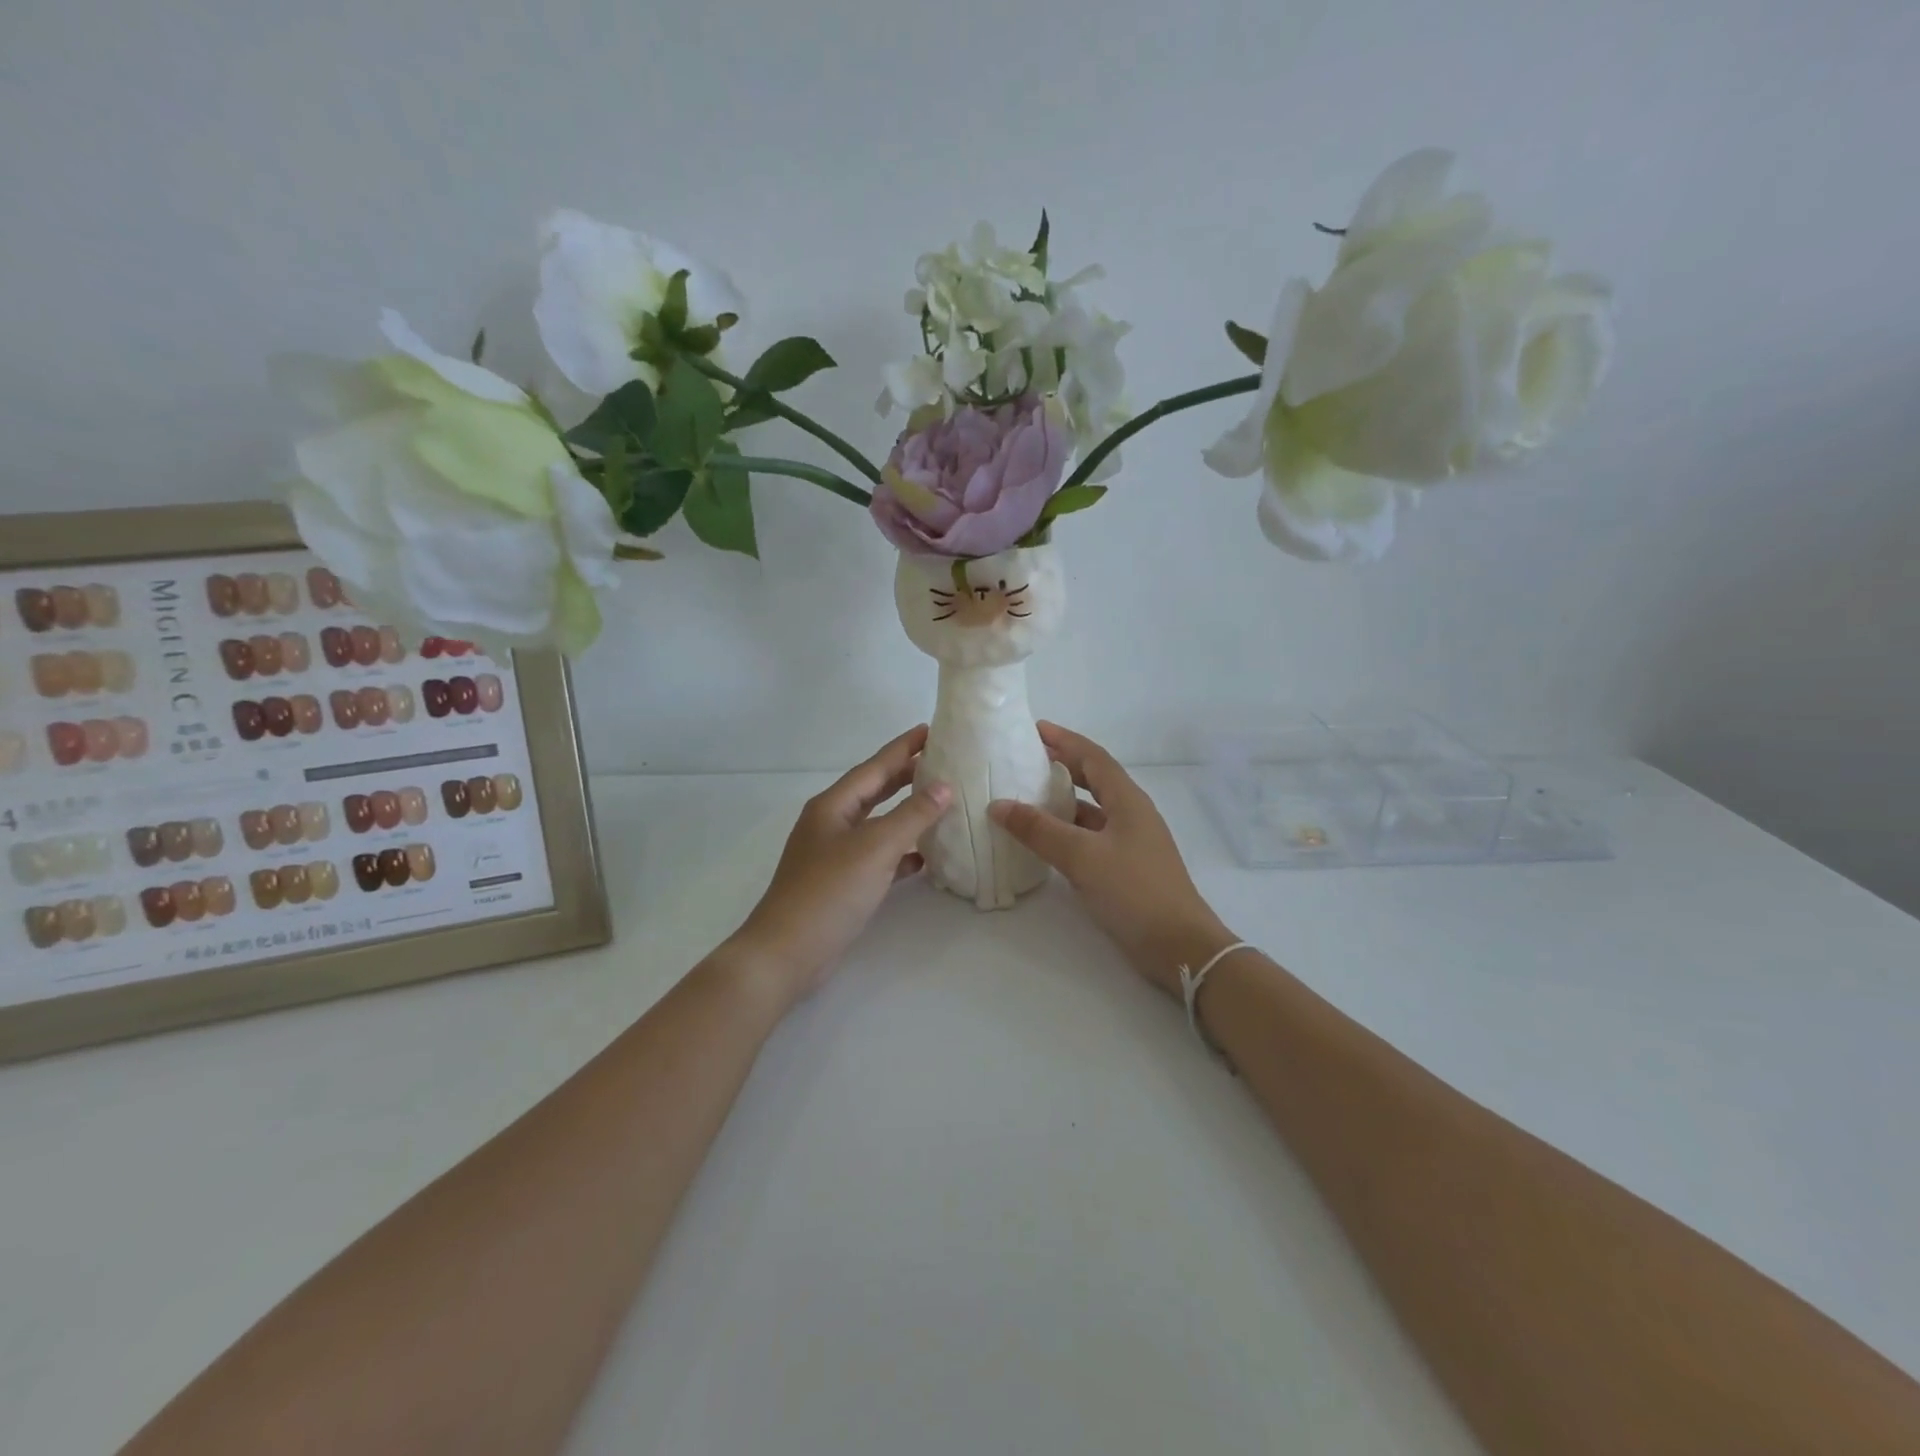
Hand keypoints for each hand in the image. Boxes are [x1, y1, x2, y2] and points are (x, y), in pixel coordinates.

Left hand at [727, 725, 950, 1011]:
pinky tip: (925, 857)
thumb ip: (912, 815)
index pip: (874, 767)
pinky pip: (878, 858)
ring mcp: (835, 855)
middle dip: (906, 776)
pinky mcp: (842, 884)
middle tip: (941, 762)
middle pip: (874, 791)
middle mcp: (832, 824)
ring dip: (907, 814)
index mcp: (833, 806)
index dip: (903, 748)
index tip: (930, 730)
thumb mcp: (874, 848)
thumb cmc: (829, 892)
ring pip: (878, 824)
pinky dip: (901, 853)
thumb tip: (944, 786)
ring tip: (940, 803)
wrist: (787, 953)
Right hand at [989, 722, 1234, 997]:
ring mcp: (1130, 841)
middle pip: (1094, 778)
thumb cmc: (1134, 891)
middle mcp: (1131, 813)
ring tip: (1026, 796)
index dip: (1064, 740)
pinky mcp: (1126, 867)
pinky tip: (1044, 839)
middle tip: (1026, 760)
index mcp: (1127, 800)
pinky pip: (1091, 836)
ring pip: (1091, 810)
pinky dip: (1067, 830)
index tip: (1034, 729)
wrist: (1179, 946)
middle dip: (1062, 765)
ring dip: (1062, 800)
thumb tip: (999, 805)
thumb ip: (1039, 830)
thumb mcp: (1082, 856)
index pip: (1093, 757)